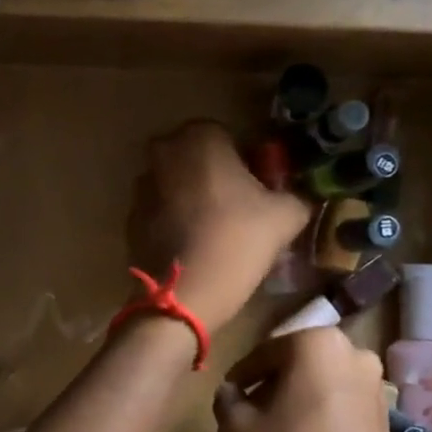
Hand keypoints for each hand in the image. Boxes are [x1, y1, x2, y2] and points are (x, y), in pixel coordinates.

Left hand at [127, 121, 310, 332]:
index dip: (245, 161)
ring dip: (192, 196)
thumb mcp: (286, 216)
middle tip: (238, 208)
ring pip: (176, 182)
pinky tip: (192, 246)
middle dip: (215, 175)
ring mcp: (142, 185)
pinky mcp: (130, 216)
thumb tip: (301, 196)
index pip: (228, 136)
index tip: (257, 189)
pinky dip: (173, 219)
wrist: (184, 294)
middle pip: (197, 157)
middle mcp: (164, 151)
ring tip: (215, 231)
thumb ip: (298, 196)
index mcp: (200, 138)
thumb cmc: (237, 241)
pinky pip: (159, 209)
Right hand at [212, 328, 409, 431]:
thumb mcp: (237, 430)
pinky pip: (335, 420)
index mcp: (318, 344)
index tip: (225, 400)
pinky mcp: (385, 426)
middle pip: (293, 377)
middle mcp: (354, 357)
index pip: (264, 353)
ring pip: (313, 402)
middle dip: (263, 408)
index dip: (239, 379)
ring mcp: (375, 392)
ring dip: (282, 427)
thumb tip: (232, 392)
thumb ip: (228, 400)